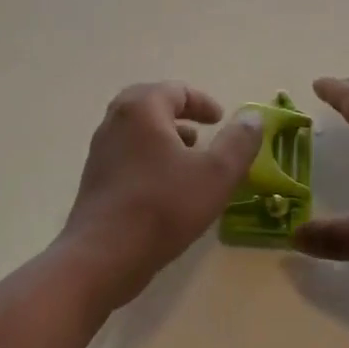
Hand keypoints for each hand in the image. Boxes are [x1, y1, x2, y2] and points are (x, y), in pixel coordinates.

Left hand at [58, 82, 261, 305]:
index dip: (203, 102)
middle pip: (151, 105)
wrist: (102, 257)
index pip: (175, 90)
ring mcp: (101, 151)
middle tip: (202, 130)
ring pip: (137, 131)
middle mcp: (115, 121)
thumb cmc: (163, 207)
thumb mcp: (216, 174)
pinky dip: (150, 157)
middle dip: (180, 115)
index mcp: (142, 109)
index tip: (221, 120)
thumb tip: (253, 116)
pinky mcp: (95, 179)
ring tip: (189, 158)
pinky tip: (166, 187)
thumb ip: (239, 142)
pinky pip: (127, 155)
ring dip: (165, 137)